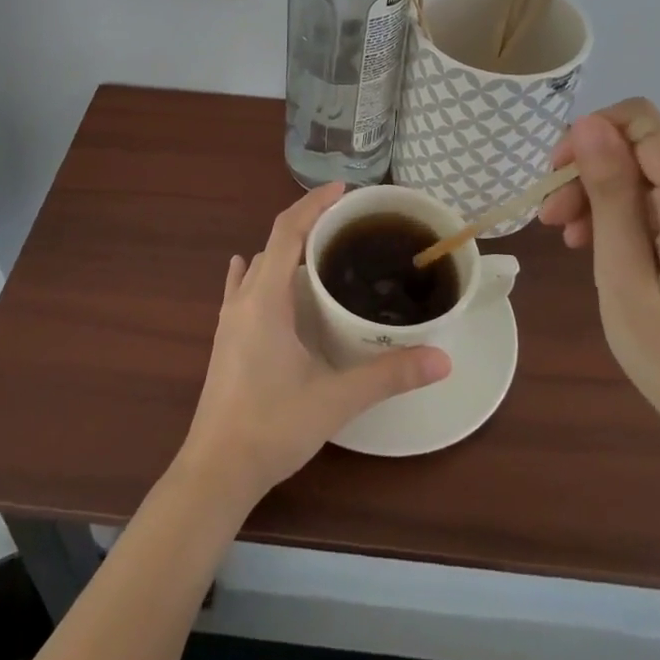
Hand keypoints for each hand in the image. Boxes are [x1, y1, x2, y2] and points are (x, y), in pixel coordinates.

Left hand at [177, 182, 450, 507]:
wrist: (216, 469)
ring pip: (258, 265)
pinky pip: (241, 288)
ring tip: (321, 249)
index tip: (343, 190)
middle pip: (273, 242)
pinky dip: (258, 271)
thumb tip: (443, 358)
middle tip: (346, 223)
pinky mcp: (225, 338)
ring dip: (286, 248)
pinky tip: (258, 273)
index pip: (288, 231)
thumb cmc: (273, 426)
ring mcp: (229, 319)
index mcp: (266, 299)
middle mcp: (244, 299)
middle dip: (307, 223)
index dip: (313, 204)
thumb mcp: (337, 399)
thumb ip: (389, 375)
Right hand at [539, 100, 659, 458]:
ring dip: (612, 198)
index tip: (554, 181)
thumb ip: (609, 193)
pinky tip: (617, 248)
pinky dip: (642, 214)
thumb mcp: (624, 277)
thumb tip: (588, 123)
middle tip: (554, 224)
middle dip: (594, 176)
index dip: (589, 137)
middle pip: (648, 151)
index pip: (641, 122)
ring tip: (576, 242)